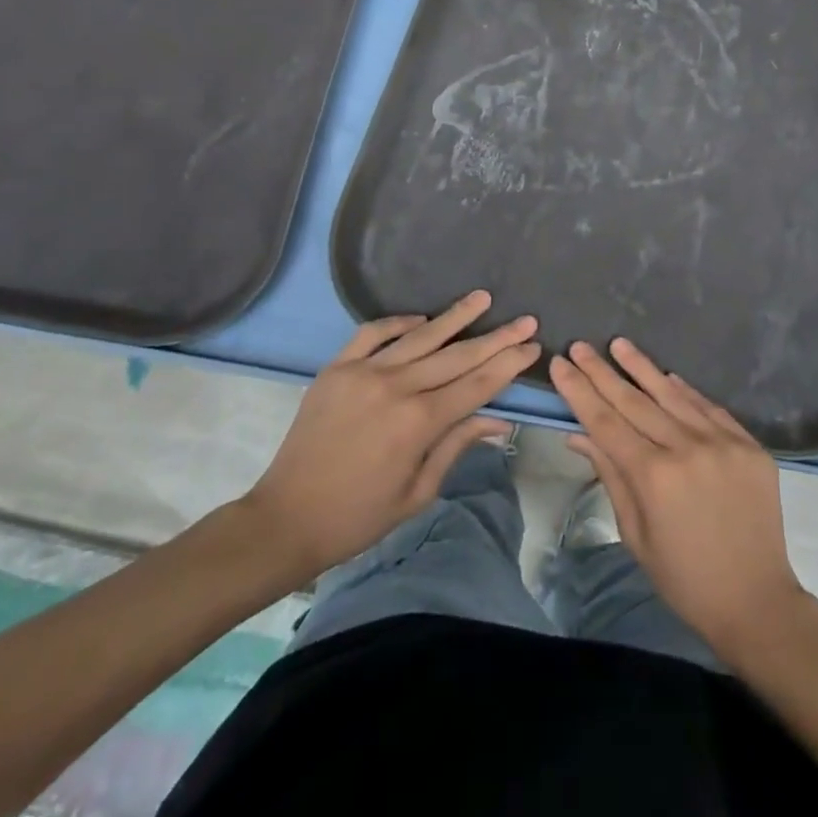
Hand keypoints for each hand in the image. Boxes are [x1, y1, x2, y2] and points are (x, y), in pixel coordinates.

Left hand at [242, 292, 538, 583]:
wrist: (285, 518)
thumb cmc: (358, 516)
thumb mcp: (418, 493)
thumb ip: (457, 447)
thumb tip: (499, 420)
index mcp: (419, 423)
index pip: (477, 384)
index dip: (508, 364)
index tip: (532, 345)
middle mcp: (396, 387)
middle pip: (457, 355)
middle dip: (496, 337)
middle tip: (525, 319)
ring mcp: (364, 372)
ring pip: (421, 336)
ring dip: (455, 316)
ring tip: (482, 298)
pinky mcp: (337, 368)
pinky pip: (373, 333)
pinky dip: (399, 322)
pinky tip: (421, 320)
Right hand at [550, 338, 806, 655]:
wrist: (756, 600)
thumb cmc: (684, 577)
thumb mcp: (635, 533)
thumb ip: (610, 475)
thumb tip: (578, 433)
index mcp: (654, 477)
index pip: (606, 422)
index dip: (580, 391)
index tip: (561, 364)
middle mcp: (687, 449)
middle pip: (635, 402)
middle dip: (603, 372)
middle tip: (580, 346)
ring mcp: (722, 442)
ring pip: (673, 395)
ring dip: (643, 368)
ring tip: (619, 344)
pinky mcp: (748, 444)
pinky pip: (710, 408)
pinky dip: (686, 390)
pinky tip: (667, 374)